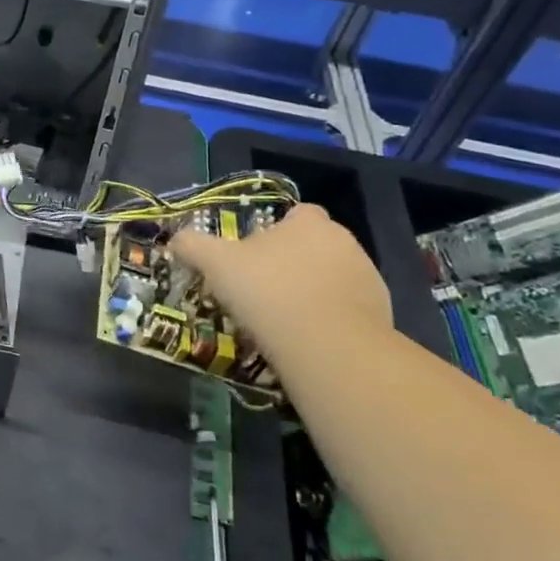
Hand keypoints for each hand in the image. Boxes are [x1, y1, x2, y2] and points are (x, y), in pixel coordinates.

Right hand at [172, 204, 390, 359]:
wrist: (327, 346)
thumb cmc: (268, 291)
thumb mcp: (216, 264)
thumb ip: (193, 245)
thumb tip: (176, 239)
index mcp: (309, 223)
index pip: (298, 213)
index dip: (277, 230)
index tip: (255, 255)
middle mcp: (345, 242)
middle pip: (316, 245)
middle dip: (295, 261)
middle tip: (264, 288)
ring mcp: (369, 279)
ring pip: (335, 277)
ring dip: (314, 290)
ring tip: (285, 319)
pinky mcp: (383, 315)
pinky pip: (350, 310)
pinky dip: (332, 319)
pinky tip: (308, 339)